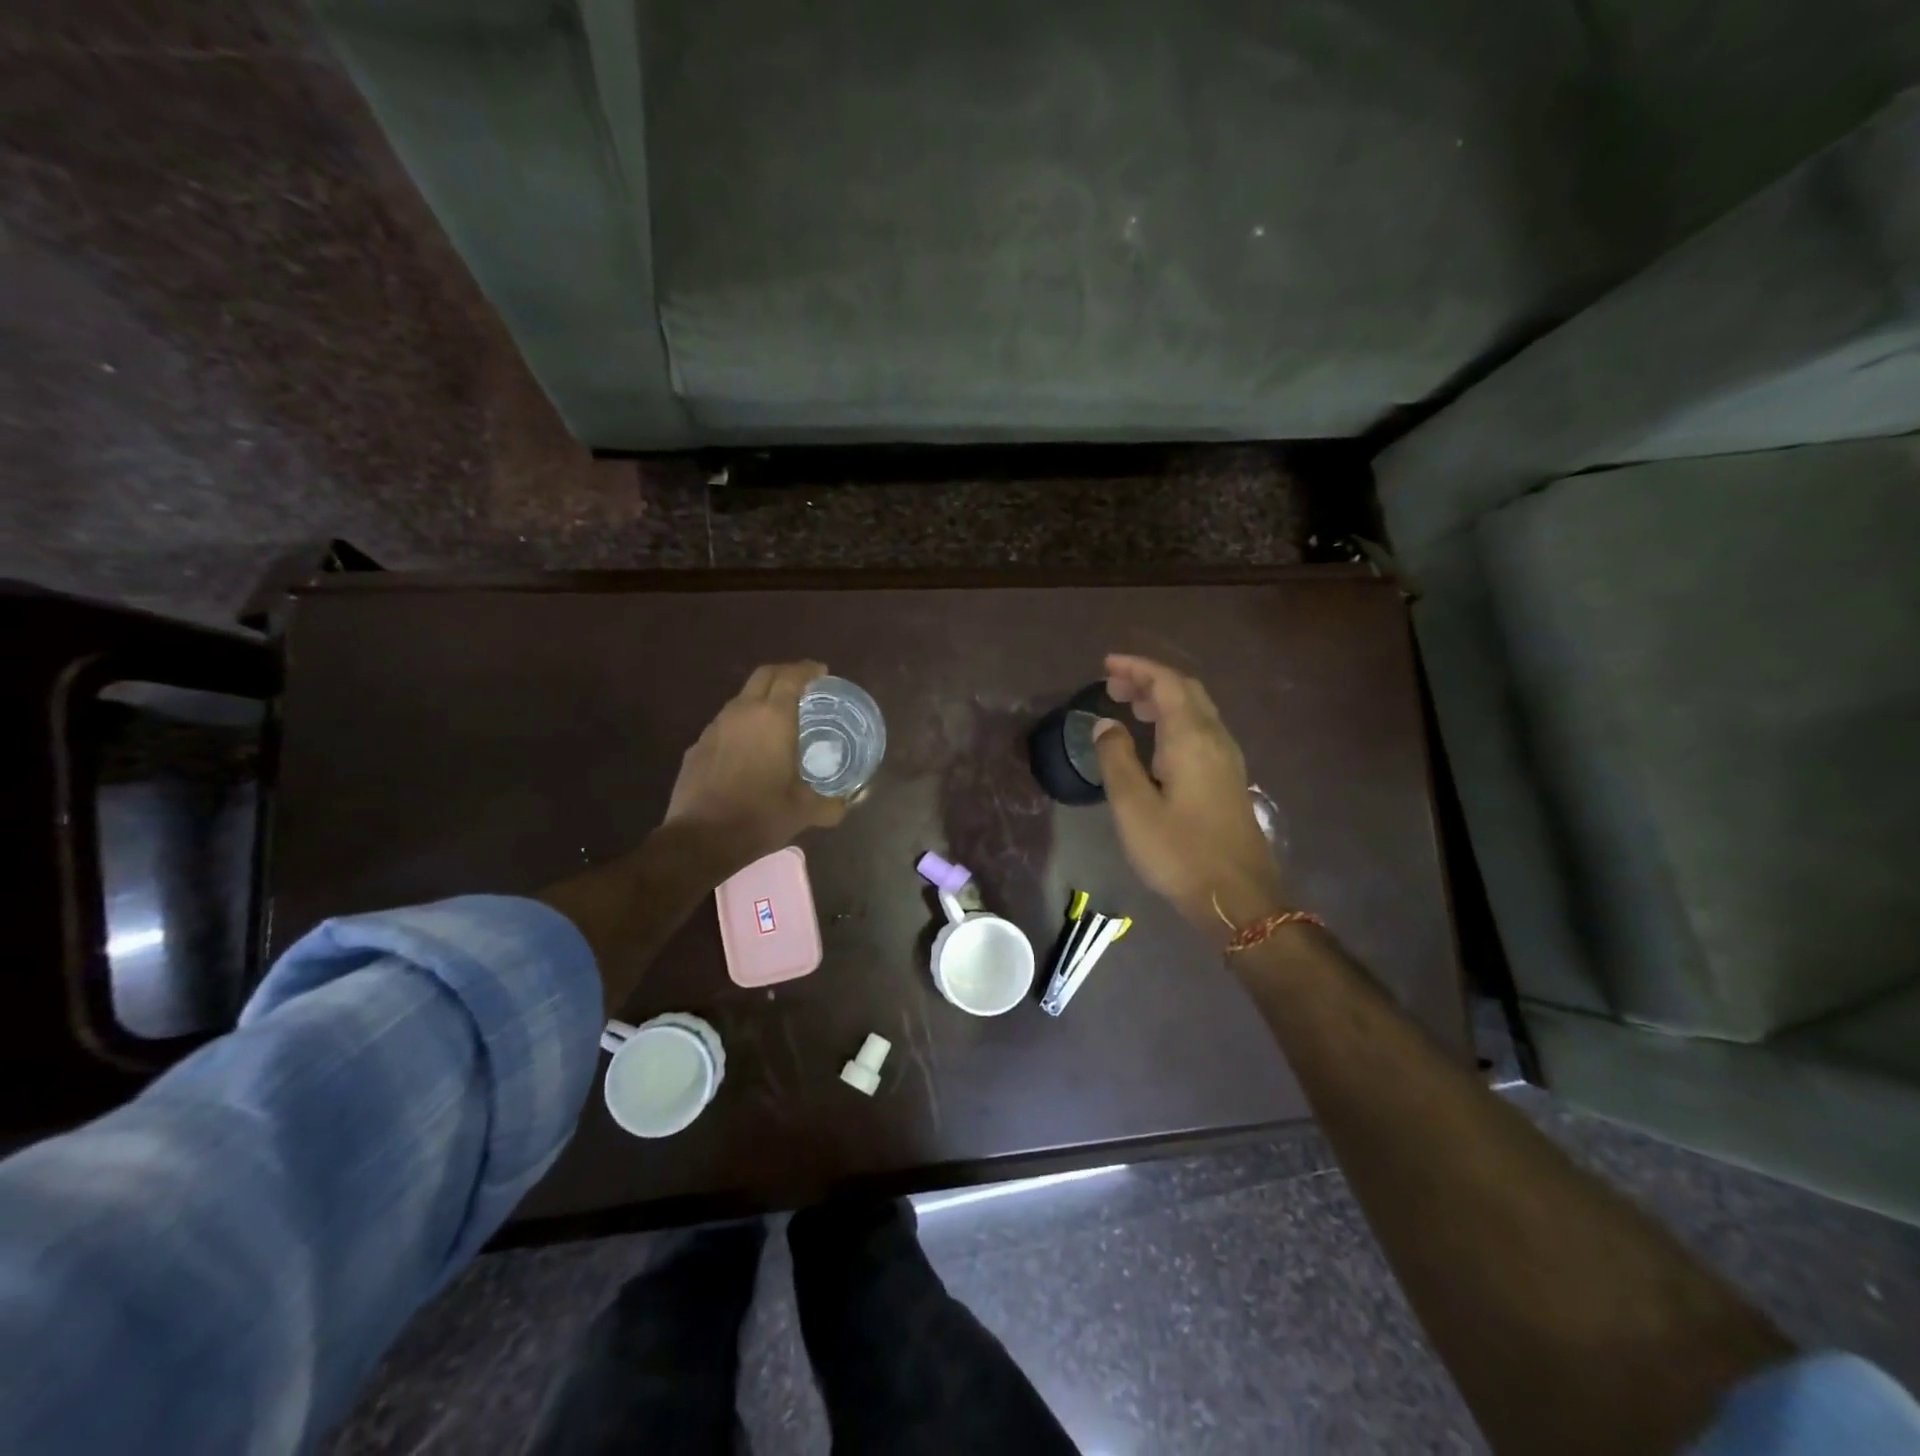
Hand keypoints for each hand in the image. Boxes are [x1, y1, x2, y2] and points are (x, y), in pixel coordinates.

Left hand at [665, 661, 845, 866]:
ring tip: (777, 718)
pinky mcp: (697, 746)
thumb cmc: (761, 816)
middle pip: (763, 676)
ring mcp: (714, 728)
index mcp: (773, 718)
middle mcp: (742, 712)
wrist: (701, 839)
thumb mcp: (805, 812)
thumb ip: (830, 804)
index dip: (808, 670)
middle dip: (784, 673)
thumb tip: (844, 805)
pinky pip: (724, 724)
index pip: (791, 677)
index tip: (821, 672)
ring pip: (741, 698)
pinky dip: (741, 725)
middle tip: (802, 686)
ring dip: (760, 699)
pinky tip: (748, 749)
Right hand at [1094, 654, 1286, 941]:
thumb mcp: (1133, 807)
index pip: (1166, 683)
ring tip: (1129, 705)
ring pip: (1196, 711)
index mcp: (1191, 738)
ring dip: (1163, 699)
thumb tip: (1106, 724)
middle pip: (1186, 691)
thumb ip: (1116, 759)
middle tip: (1113, 685)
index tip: (1106, 665)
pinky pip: (1201, 731)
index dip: (1137, 667)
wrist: (1238, 897)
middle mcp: (1215, 739)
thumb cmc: (1179, 851)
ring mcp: (1227, 759)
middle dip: (1149, 679)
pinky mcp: (1229, 779)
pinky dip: (1175, 720)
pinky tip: (1156, 741)